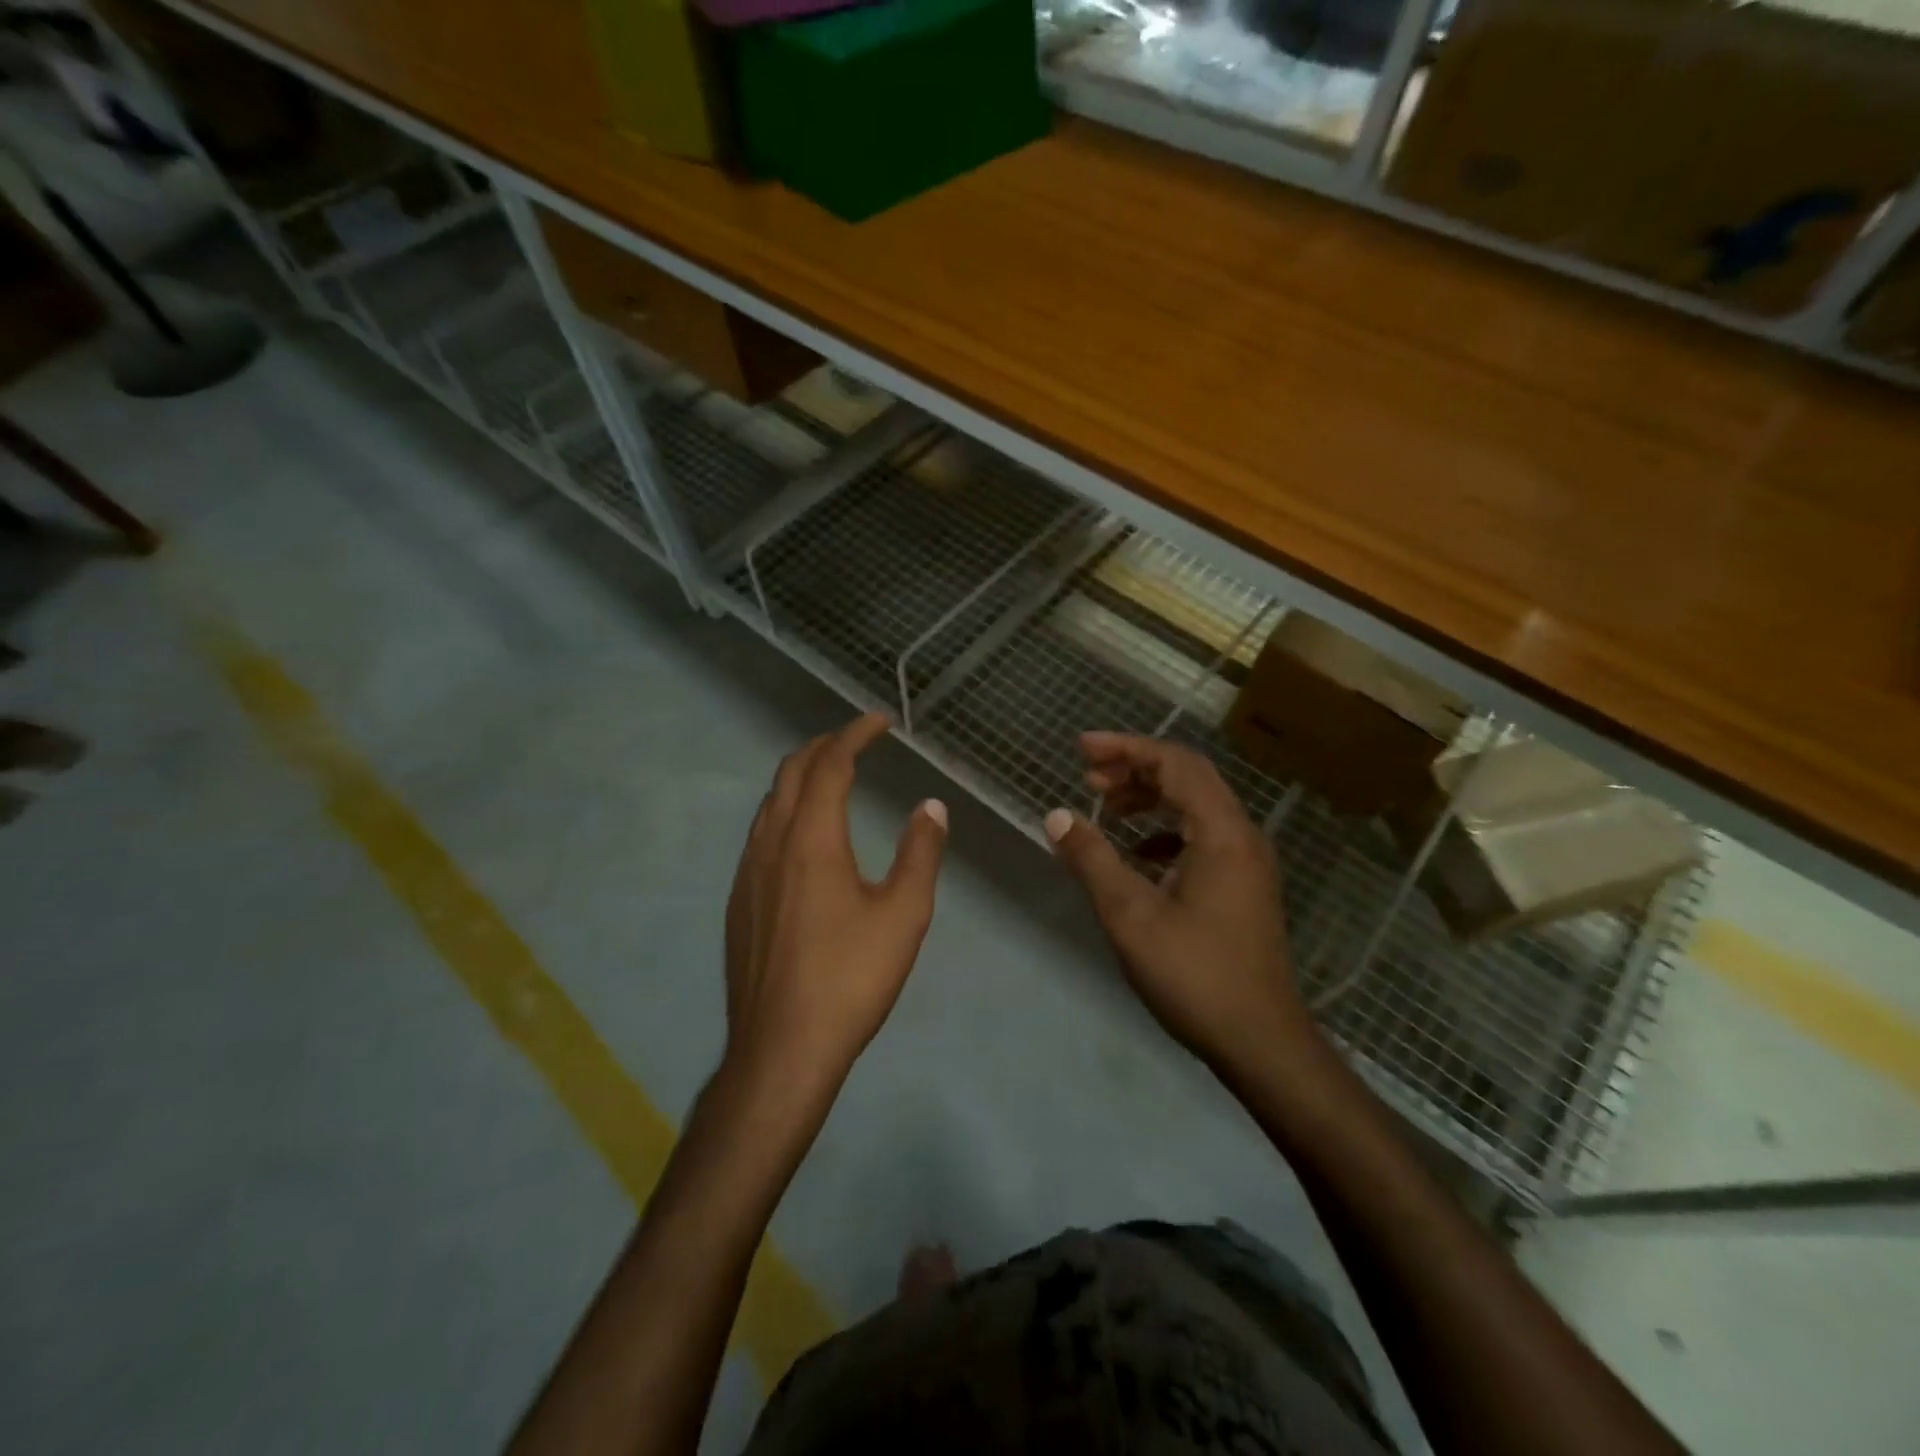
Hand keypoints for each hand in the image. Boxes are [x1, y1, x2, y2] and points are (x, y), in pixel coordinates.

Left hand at [723, 712, 947, 1095]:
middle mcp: (771, 844)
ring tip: (830, 779)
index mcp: (811, 839)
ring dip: (800, 778)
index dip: (854, 735)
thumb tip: (931, 806)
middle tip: (855, 741)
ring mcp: (748, 873)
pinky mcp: (739, 902)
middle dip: (822, 747)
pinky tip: (803, 840)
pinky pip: (760, 835)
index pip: (830, 765)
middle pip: (790, 773)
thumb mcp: (903, 914)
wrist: (781, 1049)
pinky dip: (785, 812)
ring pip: (770, 804)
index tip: (878, 721)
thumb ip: (920, 852)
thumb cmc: (849, 978)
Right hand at [1045, 733, 1308, 1070]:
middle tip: (1088, 776)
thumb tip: (1056, 816)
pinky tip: (1136, 855)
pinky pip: (1203, 837)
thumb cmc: (1194, 974)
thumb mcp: (1129, 915)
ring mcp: (1248, 862)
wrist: (1261, 1042)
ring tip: (1106, 808)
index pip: (1174, 763)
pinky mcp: (1244, 886)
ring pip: (1196, 806)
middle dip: (1135, 768)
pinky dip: (1165, 831)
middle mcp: (1242, 835)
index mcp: (1222, 831)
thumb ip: (1091, 859)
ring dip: (1150, 798)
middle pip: (1188, 777)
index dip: (1125, 748)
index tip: (1081, 749)